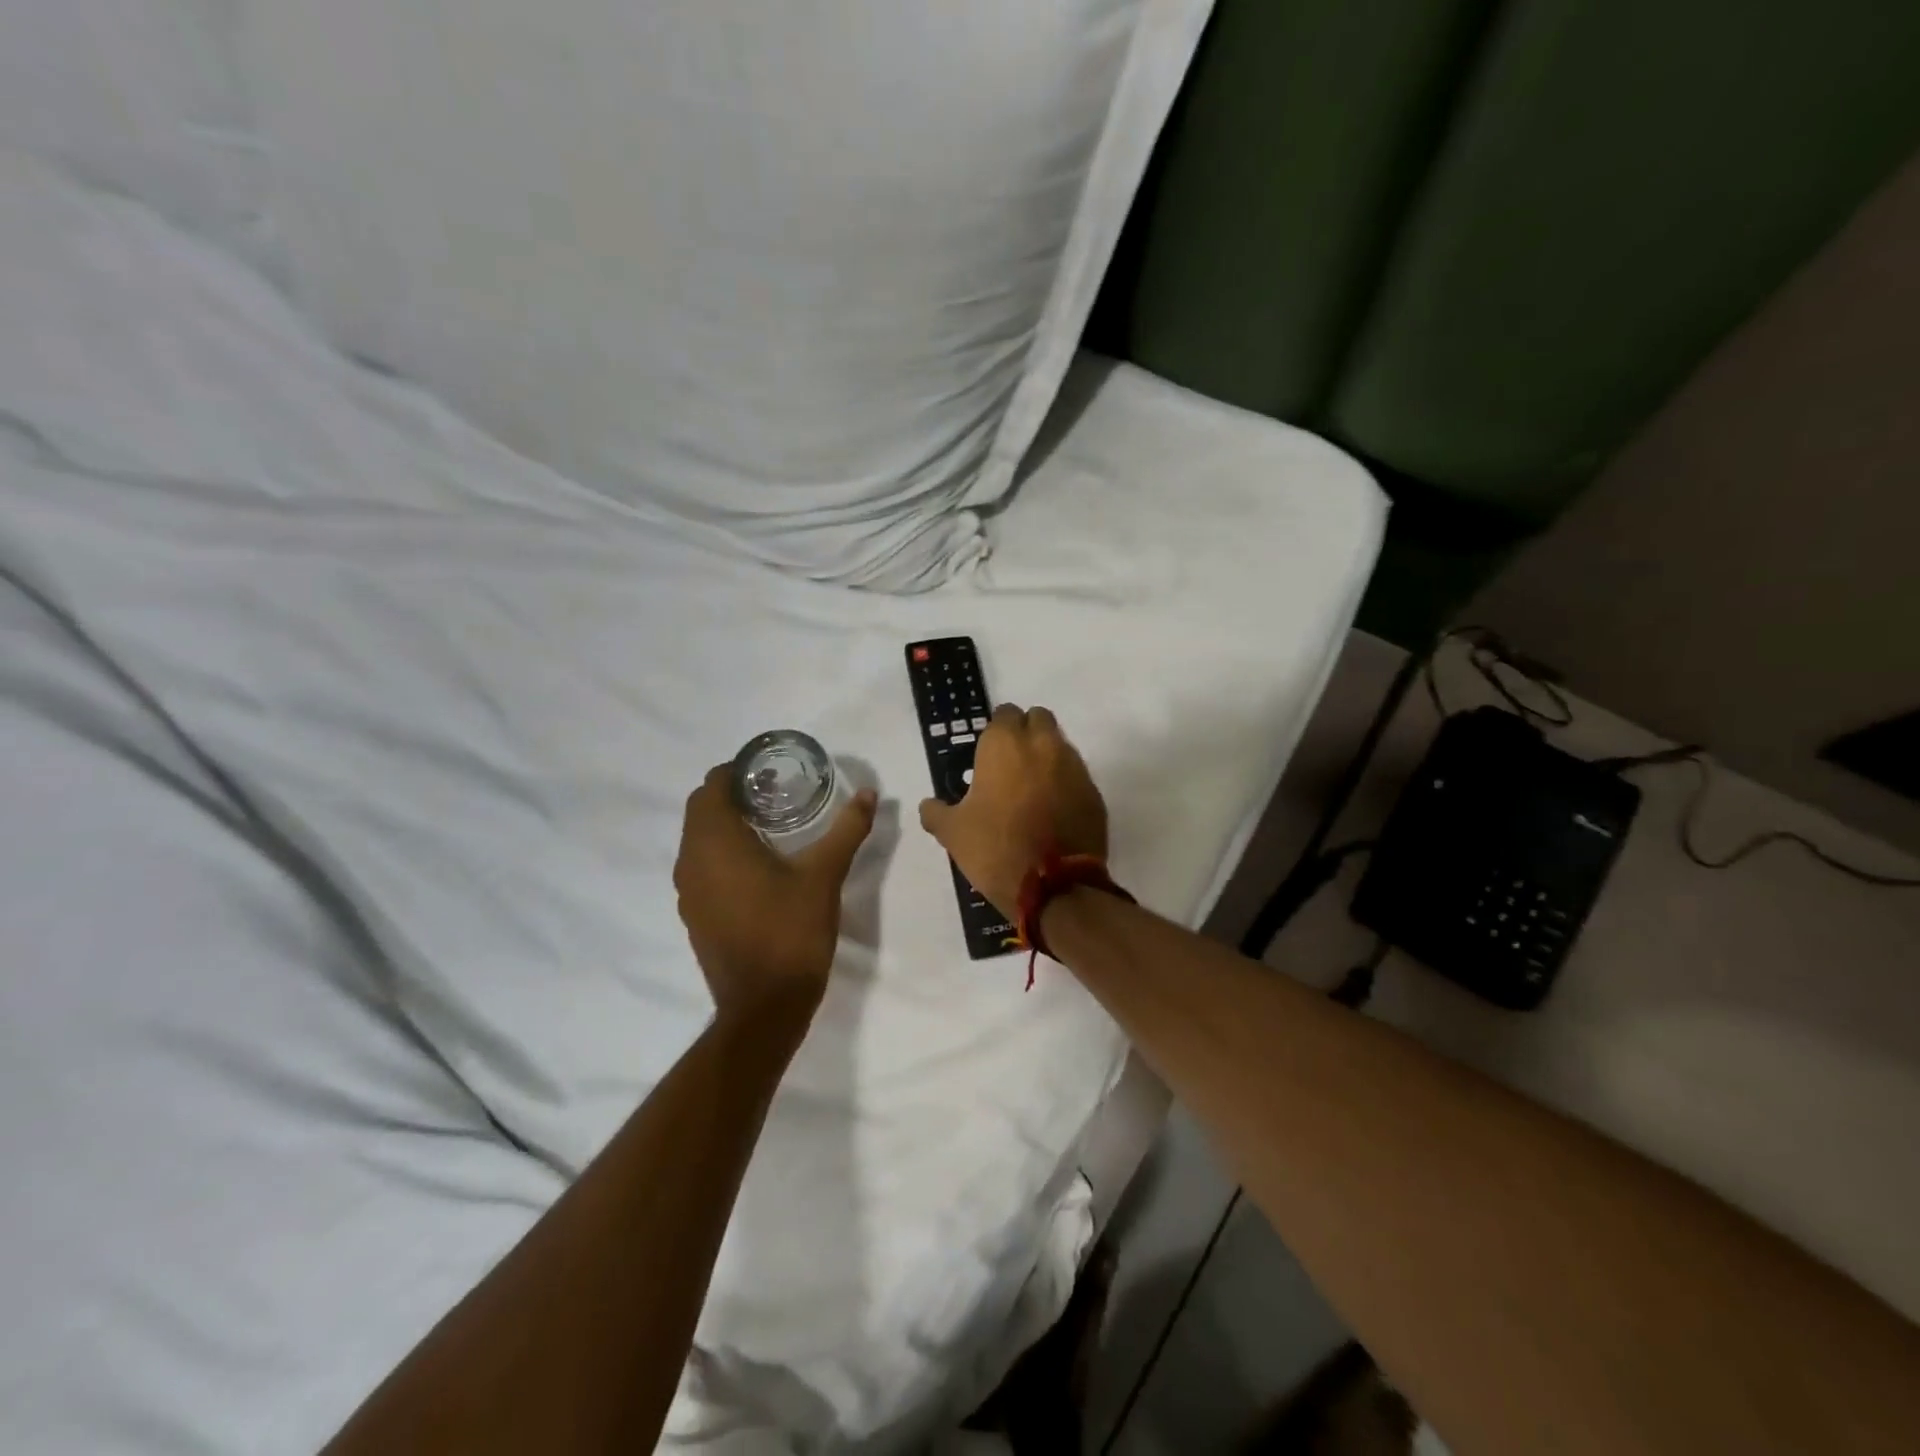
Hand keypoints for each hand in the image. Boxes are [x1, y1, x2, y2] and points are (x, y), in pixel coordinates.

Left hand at [674, 765, 877, 1025]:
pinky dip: (720, 852)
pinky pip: (700, 865)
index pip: (712, 785)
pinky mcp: (693, 913)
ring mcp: (687, 890)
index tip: (770, 772)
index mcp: (717, 842)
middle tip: (774, 794)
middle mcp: (691, 860)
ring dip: (724, 823)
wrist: (764, 1005)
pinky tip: (757, 866)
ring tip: (768, 825)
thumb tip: (869, 794)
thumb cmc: (791, 932)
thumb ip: (847, 829)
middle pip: (700, 808)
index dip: (737, 771)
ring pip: (697, 838)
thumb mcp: (825, 875)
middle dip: (732, 794)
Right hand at [918, 705, 1107, 915]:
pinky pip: (1077, 776)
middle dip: (1027, 733)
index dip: (997, 730)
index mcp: (1005, 745)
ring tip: (1032, 790)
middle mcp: (1044, 745)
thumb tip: (929, 806)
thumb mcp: (953, 833)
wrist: (1056, 885)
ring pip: (1060, 745)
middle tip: (1011, 764)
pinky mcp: (1094, 793)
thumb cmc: (996, 848)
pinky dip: (1065, 784)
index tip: (988, 753)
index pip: (1005, 713)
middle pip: (1038, 719)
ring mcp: (1074, 767)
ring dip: (1047, 757)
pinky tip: (1053, 810)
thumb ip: (937, 812)